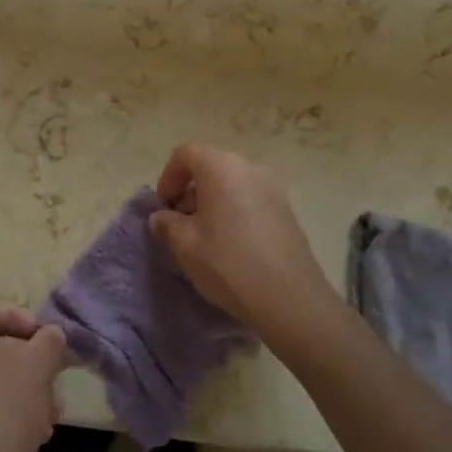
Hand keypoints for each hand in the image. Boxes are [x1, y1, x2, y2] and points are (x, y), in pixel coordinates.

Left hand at [0, 301, 67, 451]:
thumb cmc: (6, 405)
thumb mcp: (39, 363)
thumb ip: (50, 340)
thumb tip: (51, 335)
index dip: (24, 319)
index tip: (48, 341)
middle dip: (29, 360)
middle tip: (54, 378)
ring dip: (24, 388)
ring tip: (51, 412)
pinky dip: (7, 409)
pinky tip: (36, 432)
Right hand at [148, 142, 338, 335]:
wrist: (290, 299)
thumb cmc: (229, 264)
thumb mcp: (185, 245)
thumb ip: (167, 224)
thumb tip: (162, 217)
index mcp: (221, 168)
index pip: (187, 153)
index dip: (169, 176)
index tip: (165, 207)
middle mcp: (250, 169)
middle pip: (211, 165)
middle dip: (190, 189)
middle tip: (181, 222)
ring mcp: (273, 188)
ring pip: (232, 182)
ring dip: (212, 201)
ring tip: (205, 236)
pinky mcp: (286, 210)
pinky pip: (251, 198)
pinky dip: (234, 210)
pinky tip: (232, 244)